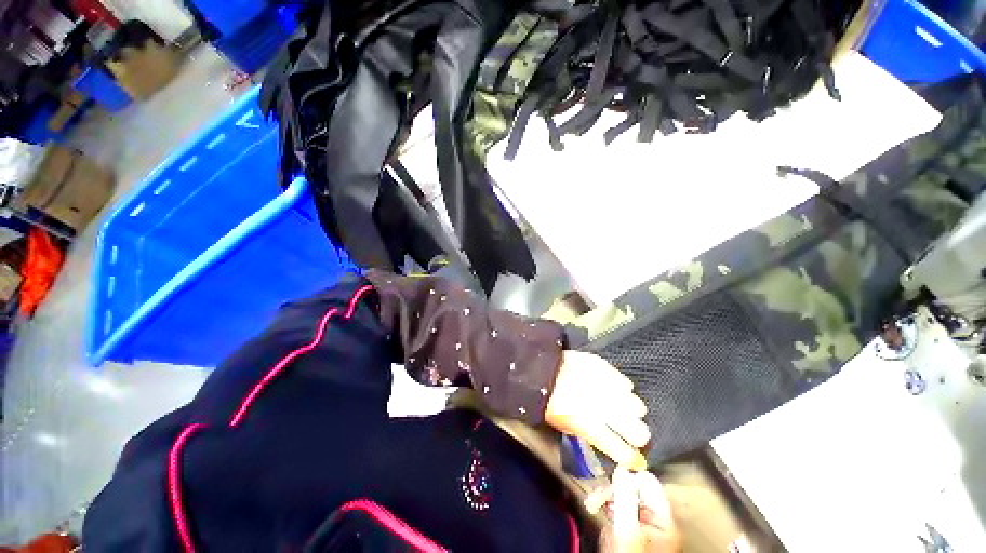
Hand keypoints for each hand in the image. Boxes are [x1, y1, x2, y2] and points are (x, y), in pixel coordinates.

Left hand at [545, 351, 649, 469]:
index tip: (634, 459)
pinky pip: (624, 383)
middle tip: (635, 434)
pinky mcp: (605, 370)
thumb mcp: (565, 425)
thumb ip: (587, 434)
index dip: (630, 457)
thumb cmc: (549, 401)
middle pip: (638, 432)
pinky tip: (619, 390)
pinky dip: (622, 388)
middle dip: (639, 436)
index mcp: (592, 428)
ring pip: (637, 406)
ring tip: (627, 409)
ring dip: (632, 410)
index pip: (622, 451)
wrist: (542, 370)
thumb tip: (602, 439)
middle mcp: (605, 410)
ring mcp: (607, 388)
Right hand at [599, 467, 681, 552]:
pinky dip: (609, 508)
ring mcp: (646, 525)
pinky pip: (621, 508)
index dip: (630, 476)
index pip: (648, 481)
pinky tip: (601, 513)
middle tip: (597, 497)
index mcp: (664, 518)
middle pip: (635, 488)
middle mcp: (658, 518)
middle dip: (614, 489)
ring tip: (595, 505)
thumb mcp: (627, 530)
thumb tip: (622, 468)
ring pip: (626, 497)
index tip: (611, 479)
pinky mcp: (635, 529)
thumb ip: (625, 498)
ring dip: (608, 497)